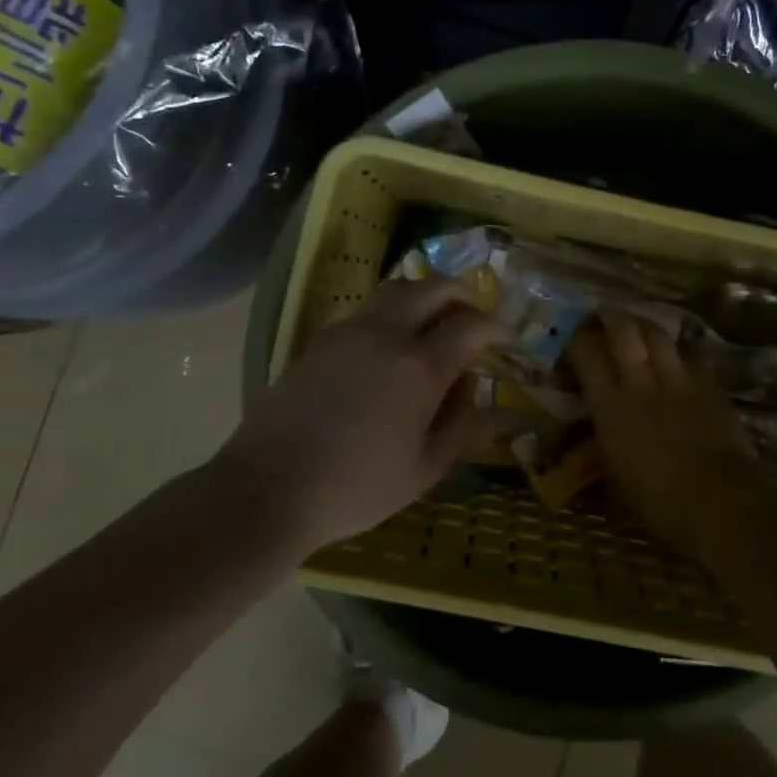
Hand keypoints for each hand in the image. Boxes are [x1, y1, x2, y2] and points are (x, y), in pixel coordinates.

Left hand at [221, 277, 504, 554]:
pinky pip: (368, 309)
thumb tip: (475, 385)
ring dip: (426, 294)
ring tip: (437, 318)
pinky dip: (393, 310)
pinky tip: (393, 341)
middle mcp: (386, 335)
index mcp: (419, 367)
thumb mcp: (424, 469)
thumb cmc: (356, 487)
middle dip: (463, 294)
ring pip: (397, 290)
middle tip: (476, 313)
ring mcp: (349, 331)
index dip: (496, 327)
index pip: (471, 326)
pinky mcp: (320, 339)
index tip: (507, 338)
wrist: (269, 487)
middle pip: (433, 288)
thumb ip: (460, 423)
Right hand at [568, 311, 776, 563]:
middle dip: (612, 316)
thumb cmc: (660, 505)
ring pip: (659, 335)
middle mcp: (641, 384)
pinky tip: (680, 353)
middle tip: (604, 313)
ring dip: (646, 325)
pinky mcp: (711, 387)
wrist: (722, 503)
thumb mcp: (617, 485)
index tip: (573, 335)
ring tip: (639, 323)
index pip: (587, 356)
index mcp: (611, 409)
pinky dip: (682, 350)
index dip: (578, 339)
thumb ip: (605, 456)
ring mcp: (679, 381)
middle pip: (624, 331)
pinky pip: (693, 355)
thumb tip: (596, 450)